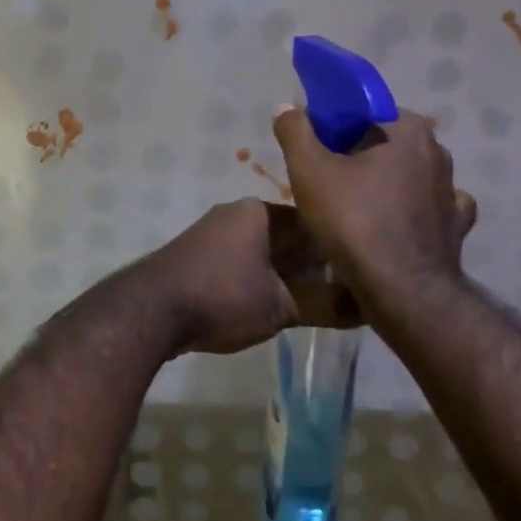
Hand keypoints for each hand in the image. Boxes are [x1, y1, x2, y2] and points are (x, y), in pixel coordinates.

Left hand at [133, 199, 362, 356]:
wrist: (152, 309)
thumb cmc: (223, 296)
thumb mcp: (281, 306)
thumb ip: (326, 305)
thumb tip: (369, 308)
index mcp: (259, 211)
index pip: (312, 222)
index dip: (338, 248)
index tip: (361, 274)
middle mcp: (236, 214)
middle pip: (288, 237)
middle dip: (314, 265)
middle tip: (346, 295)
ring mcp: (214, 234)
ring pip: (265, 252)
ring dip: (288, 276)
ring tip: (318, 305)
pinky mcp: (199, 257)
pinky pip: (243, 264)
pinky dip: (263, 281)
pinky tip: (278, 306)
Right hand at [271, 106, 476, 310]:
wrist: (402, 293)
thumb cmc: (354, 222)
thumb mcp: (309, 171)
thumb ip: (295, 131)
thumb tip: (286, 107)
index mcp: (408, 131)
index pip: (364, 113)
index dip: (334, 128)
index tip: (314, 151)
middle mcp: (439, 154)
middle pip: (385, 142)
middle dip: (357, 155)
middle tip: (325, 180)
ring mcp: (452, 192)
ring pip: (407, 175)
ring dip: (383, 183)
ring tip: (352, 207)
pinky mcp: (457, 227)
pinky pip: (428, 208)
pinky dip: (409, 211)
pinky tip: (390, 223)